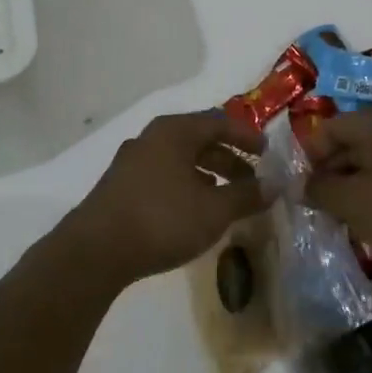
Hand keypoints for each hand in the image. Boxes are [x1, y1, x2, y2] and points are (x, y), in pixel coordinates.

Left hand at [62, 111, 269, 286]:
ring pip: (180, 159)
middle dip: (229, 158)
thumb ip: (246, 195)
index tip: (267, 153)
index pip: (219, 122)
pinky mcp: (121, 184)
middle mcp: (152, 137)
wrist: (96, 249)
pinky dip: (187, 185)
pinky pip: (164, 174)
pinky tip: (194, 210)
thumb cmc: (162, 219)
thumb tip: (275, 184)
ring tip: (227, 198)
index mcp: (175, 131)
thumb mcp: (213, 210)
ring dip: (208, 174)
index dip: (246, 136)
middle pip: (199, 139)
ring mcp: (132, 160)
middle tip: (252, 181)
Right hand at [298, 106, 371, 282]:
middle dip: (329, 176)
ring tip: (340, 222)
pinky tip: (369, 226)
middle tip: (316, 210)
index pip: (328, 129)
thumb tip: (298, 186)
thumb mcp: (355, 202)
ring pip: (367, 165)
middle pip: (348, 145)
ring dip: (350, 191)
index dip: (309, 158)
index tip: (300, 192)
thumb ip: (320, 191)